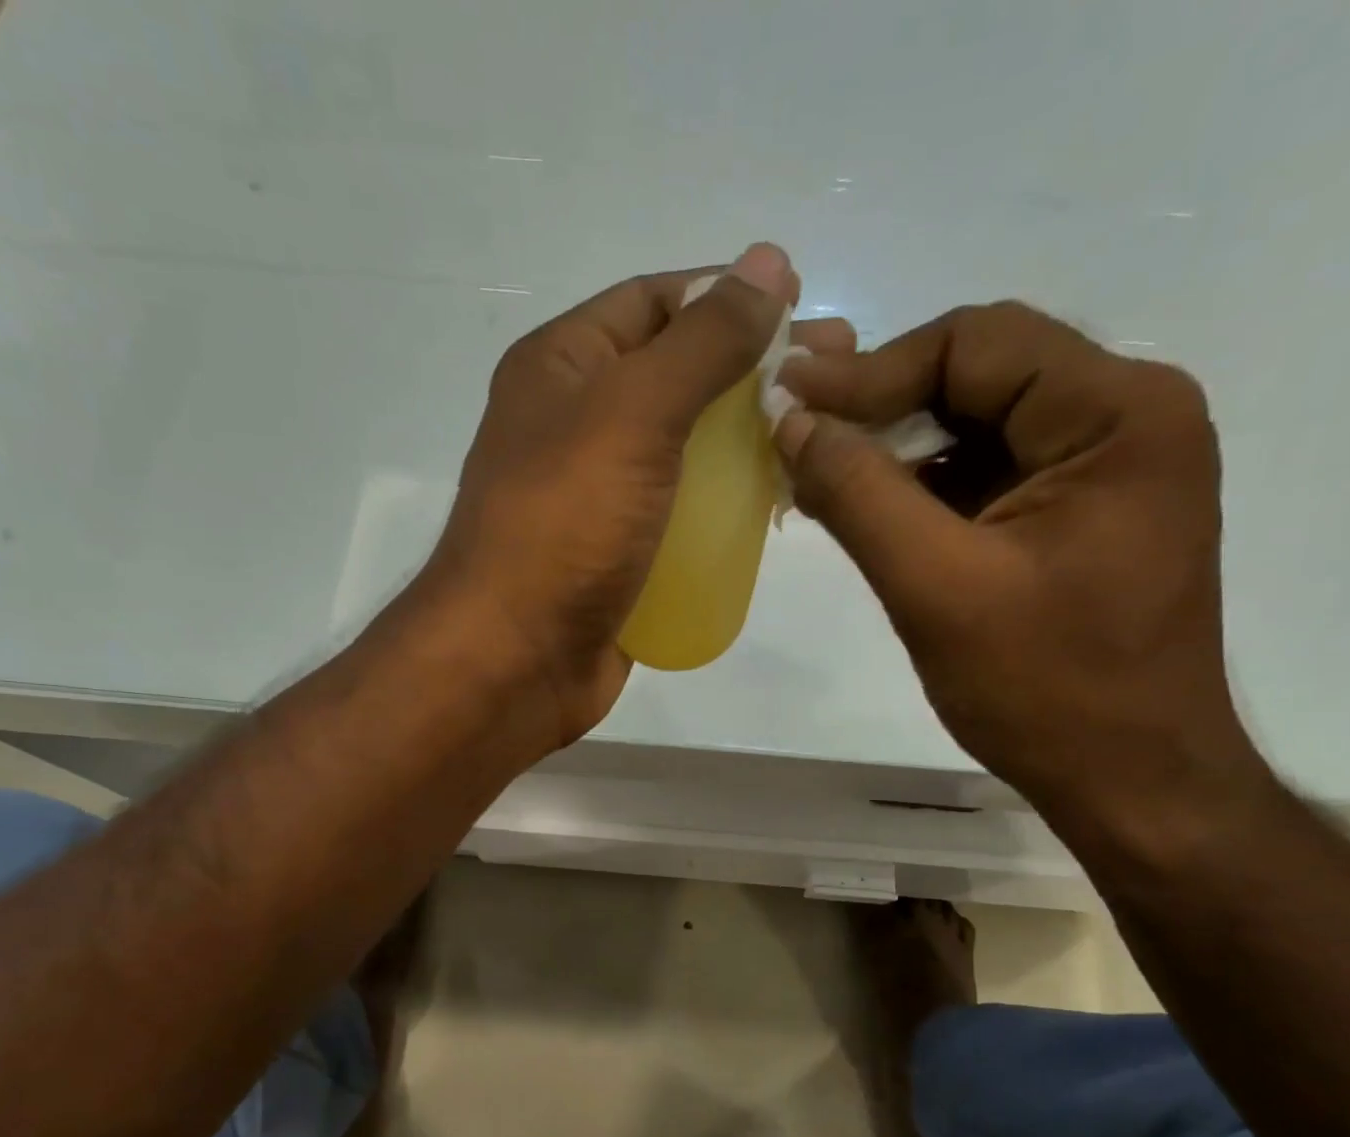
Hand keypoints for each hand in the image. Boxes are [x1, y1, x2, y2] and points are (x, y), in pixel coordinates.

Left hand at [420, 244, 795, 746]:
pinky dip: (729, 503)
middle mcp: (577, 422)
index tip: (802, 306)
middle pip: (678, 375)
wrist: (514, 661)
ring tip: (820, 437)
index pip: (653, 301)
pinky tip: (780, 502)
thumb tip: (768, 262)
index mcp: (561, 367)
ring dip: (749, 439)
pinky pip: (685, 512)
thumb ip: (703, 341)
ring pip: (687, 449)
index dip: (726, 295)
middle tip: (835, 376)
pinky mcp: (623, 554)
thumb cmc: (564, 526)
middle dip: (753, 370)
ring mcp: (601, 495)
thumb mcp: (632, 413)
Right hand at [773, 301, 1263, 837]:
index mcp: (1119, 414)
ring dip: (895, 451)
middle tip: (796, 437)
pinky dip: (923, 489)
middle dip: (881, 407)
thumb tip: (790, 421)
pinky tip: (868, 514)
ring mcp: (1107, 468)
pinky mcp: (1080, 514)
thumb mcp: (936, 586)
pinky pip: (988, 474)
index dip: (871, 371)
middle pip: (980, 374)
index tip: (787, 404)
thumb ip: (858, 493)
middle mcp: (1127, 418)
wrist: (1131, 782)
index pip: (976, 343)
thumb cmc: (1046, 689)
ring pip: (978, 425)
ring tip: (819, 480)